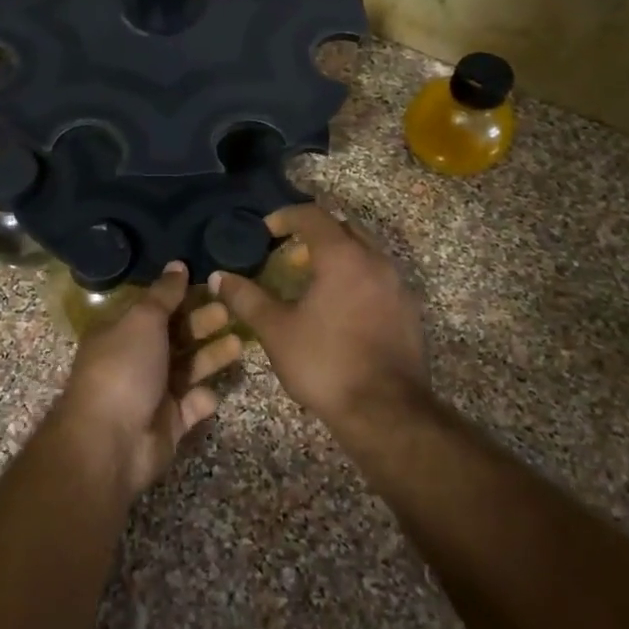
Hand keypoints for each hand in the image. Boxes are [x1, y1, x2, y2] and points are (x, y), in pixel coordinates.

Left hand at [53, 263, 242, 496]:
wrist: (110, 441)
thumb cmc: (124, 369)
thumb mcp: (143, 320)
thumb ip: (164, 294)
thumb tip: (177, 264)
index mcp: (122, 332)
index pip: (156, 309)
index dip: (181, 296)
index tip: (211, 284)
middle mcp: (136, 360)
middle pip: (176, 337)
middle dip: (202, 324)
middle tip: (231, 311)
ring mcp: (152, 393)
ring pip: (188, 369)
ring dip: (211, 356)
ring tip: (240, 343)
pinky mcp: (169, 424)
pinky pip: (192, 406)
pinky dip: (202, 399)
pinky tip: (212, 392)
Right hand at [201, 203, 429, 428]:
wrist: (386, 413)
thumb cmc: (325, 363)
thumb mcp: (276, 330)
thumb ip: (247, 298)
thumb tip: (219, 278)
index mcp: (343, 257)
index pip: (313, 215)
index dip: (285, 216)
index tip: (266, 230)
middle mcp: (376, 261)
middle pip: (344, 227)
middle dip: (315, 232)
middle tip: (290, 251)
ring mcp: (398, 286)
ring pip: (366, 252)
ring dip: (339, 255)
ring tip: (313, 278)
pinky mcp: (409, 312)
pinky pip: (379, 278)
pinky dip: (357, 278)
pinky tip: (340, 306)